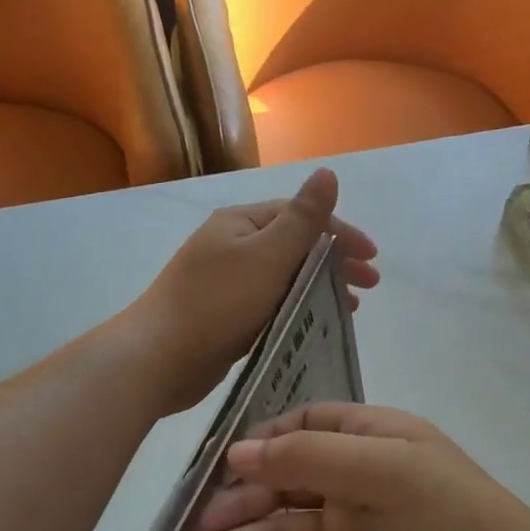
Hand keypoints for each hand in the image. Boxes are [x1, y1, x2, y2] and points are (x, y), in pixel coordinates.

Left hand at [128, 170, 378, 415]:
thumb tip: (327, 172)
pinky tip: (315, 322)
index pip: (300, 216)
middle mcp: (232, 246)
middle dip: (334, 260)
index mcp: (240, 223)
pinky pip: (271, 303)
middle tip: (369, 284)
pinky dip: (297, 307)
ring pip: (284, 277)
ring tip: (350, 307)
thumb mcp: (268, 254)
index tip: (371, 257)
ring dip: (320, 285)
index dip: (340, 232)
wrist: (158, 357)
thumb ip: (303, 218)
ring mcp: (227, 282)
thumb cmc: (218, 302)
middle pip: (294, 245)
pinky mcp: (225, 315)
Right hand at [170, 404, 529, 530]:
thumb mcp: (390, 473)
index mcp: (371, 443)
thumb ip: (312, 458)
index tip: (215, 464)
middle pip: (278, 489)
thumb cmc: (458, 526)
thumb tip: (239, 453)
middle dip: (230, 504)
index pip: (303, 428)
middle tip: (181, 529)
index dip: (259, 443)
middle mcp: (354, 489)